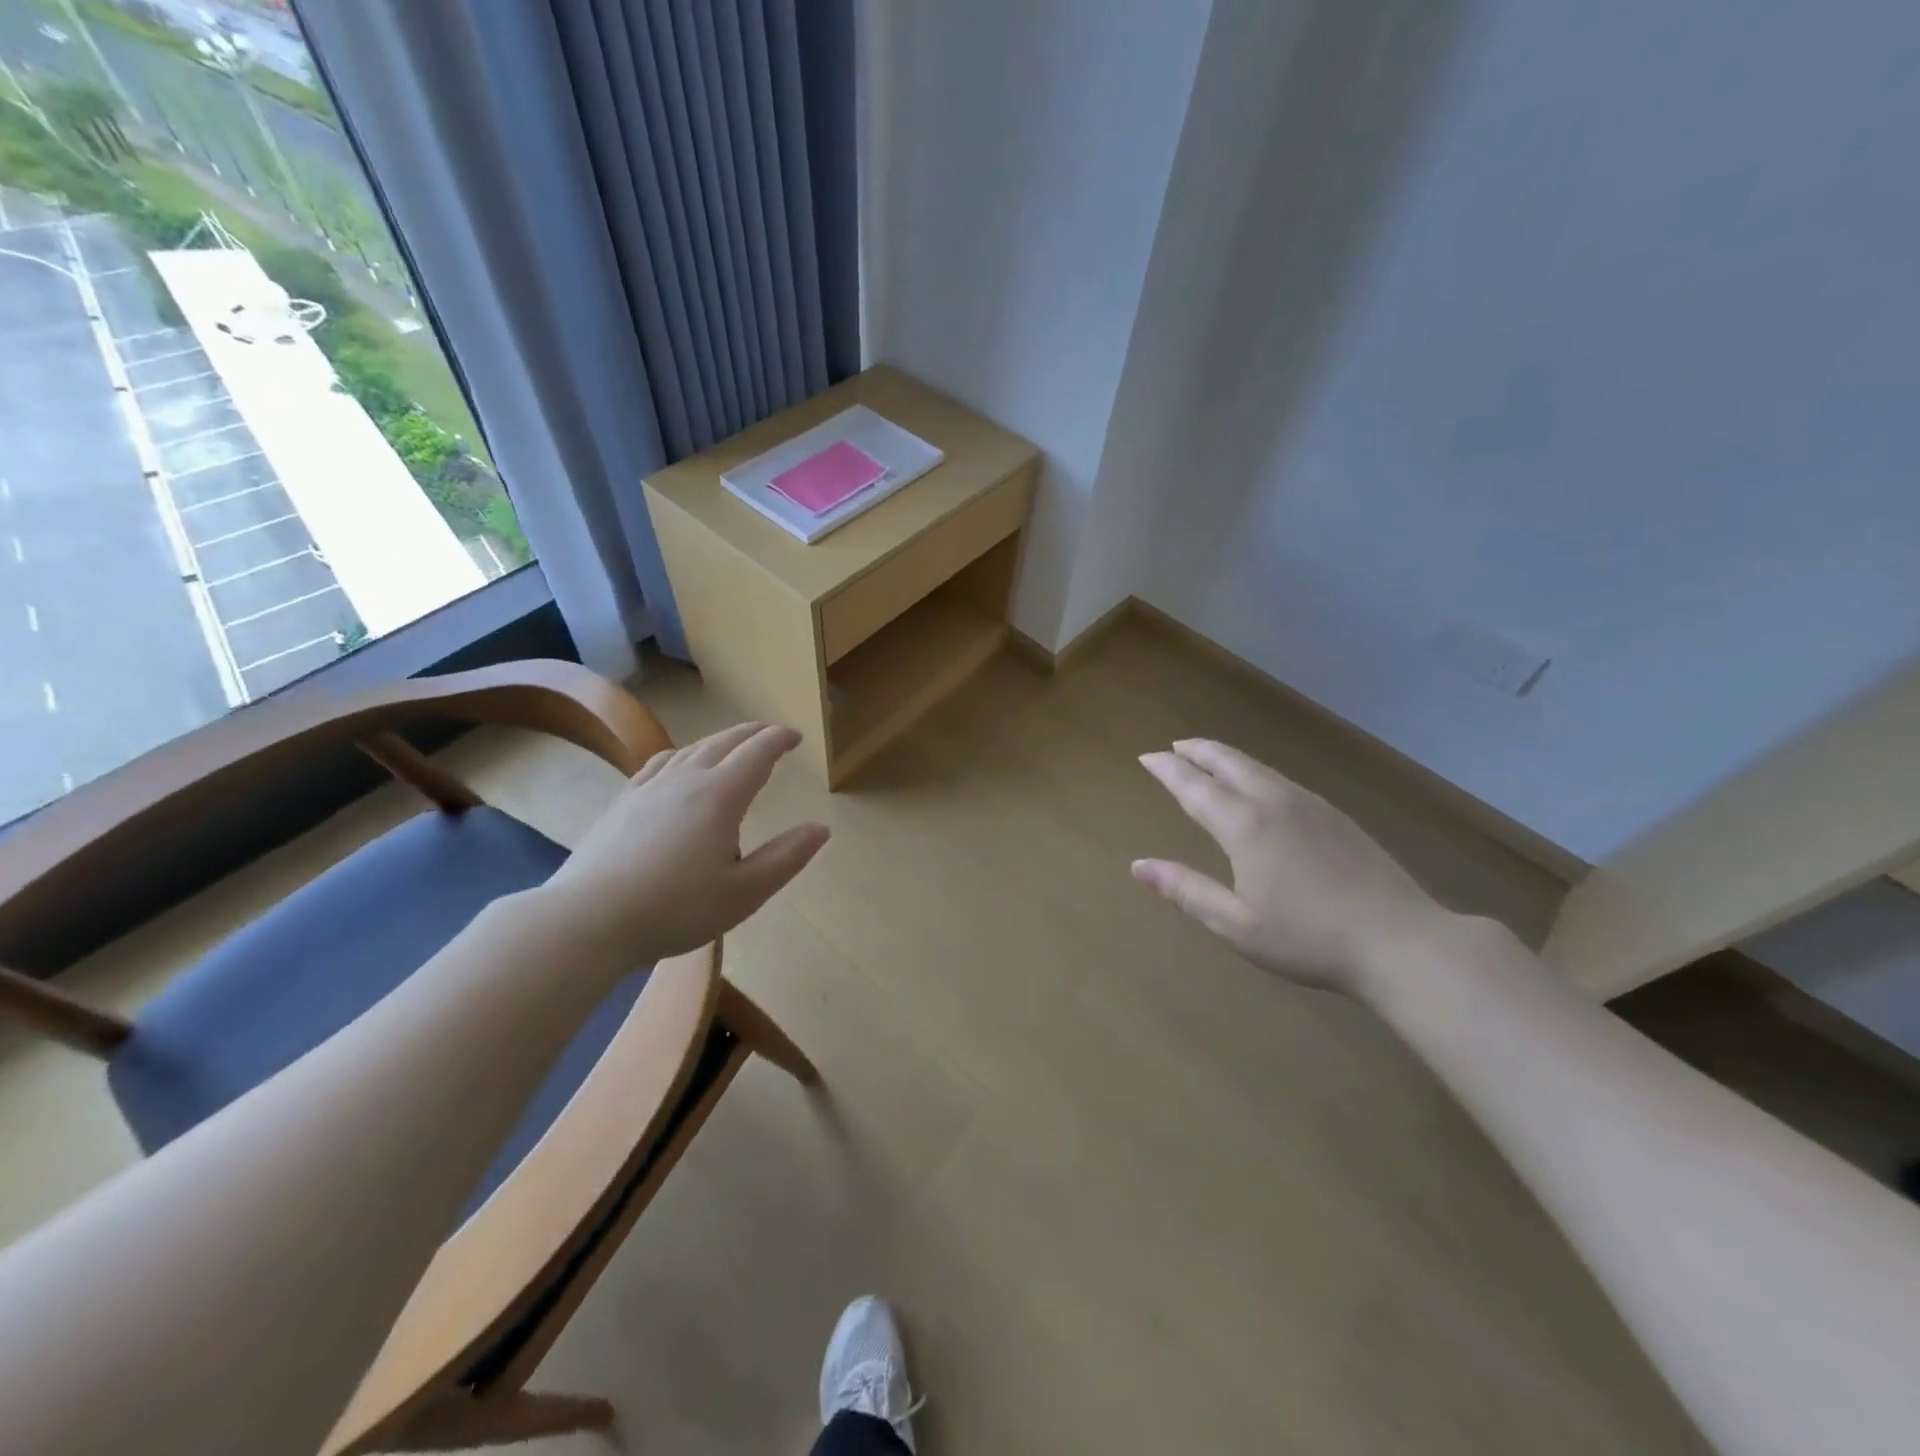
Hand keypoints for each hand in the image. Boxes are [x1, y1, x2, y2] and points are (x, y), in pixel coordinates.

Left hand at [544, 722, 829, 964]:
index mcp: (720, 796)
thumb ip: (786, 858)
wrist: (588, 920)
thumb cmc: (675, 909)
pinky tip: (677, 764)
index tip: (796, 737)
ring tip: (732, 746)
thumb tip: (821, 828)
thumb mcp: (744, 893)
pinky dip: (682, 754)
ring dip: (719, 741)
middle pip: (725, 742)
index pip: (757, 753)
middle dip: (752, 734)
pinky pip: (659, 763)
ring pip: (691, 749)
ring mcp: (649, 788)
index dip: (780, 740)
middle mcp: (686, 779)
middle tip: (771, 735)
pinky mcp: (622, 802)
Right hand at [1132, 739, 1454, 993]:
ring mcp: (1310, 806)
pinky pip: (1283, 779)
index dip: (1168, 770)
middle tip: (1175, 745)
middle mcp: (1274, 803)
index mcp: (1245, 827)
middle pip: (1229, 763)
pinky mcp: (1336, 816)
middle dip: (1198, 751)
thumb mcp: (1236, 925)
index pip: (1195, 787)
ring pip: (1259, 768)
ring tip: (1208, 757)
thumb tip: (1139, 866)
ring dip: (1227, 757)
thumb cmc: (1309, 939)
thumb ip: (1186, 890)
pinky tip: (1260, 784)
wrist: (1400, 941)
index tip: (1147, 757)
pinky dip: (1256, 771)